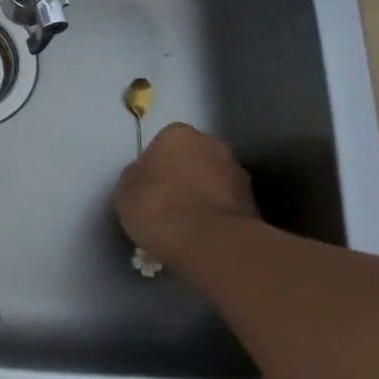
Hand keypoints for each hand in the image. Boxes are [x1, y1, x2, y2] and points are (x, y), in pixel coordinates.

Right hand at [113, 124, 258, 265]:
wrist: (211, 244)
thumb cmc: (158, 209)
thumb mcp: (124, 193)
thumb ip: (135, 178)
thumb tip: (144, 177)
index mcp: (177, 134)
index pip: (162, 144)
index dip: (153, 167)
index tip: (147, 189)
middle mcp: (212, 144)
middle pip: (192, 158)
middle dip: (183, 176)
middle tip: (168, 205)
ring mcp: (238, 173)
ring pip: (212, 181)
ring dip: (202, 195)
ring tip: (187, 226)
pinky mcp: (254, 203)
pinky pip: (226, 204)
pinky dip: (217, 215)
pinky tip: (204, 236)